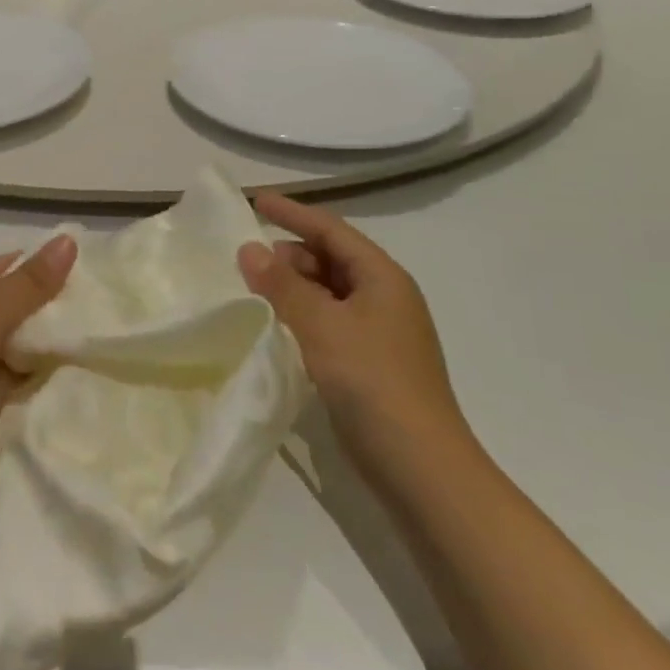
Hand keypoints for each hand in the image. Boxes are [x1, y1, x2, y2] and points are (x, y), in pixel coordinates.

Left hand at [0, 236, 77, 490]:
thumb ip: (30, 282)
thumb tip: (70, 238)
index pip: (0, 268)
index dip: (39, 266)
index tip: (87, 268)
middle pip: (12, 306)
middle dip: (50, 306)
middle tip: (101, 303)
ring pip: (19, 343)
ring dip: (50, 341)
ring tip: (101, 330)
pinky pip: (20, 378)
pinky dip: (44, 373)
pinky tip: (81, 365)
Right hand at [237, 193, 467, 458]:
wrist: (422, 468)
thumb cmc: (373, 382)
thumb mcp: (321, 325)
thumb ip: (282, 285)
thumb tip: (249, 249)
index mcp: (382, 278)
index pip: (332, 230)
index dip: (294, 213)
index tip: (257, 201)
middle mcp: (386, 298)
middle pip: (332, 259)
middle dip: (290, 254)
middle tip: (248, 261)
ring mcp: (381, 334)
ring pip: (329, 293)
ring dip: (294, 287)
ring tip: (255, 293)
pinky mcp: (372, 365)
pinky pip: (330, 323)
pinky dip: (302, 316)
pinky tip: (277, 329)